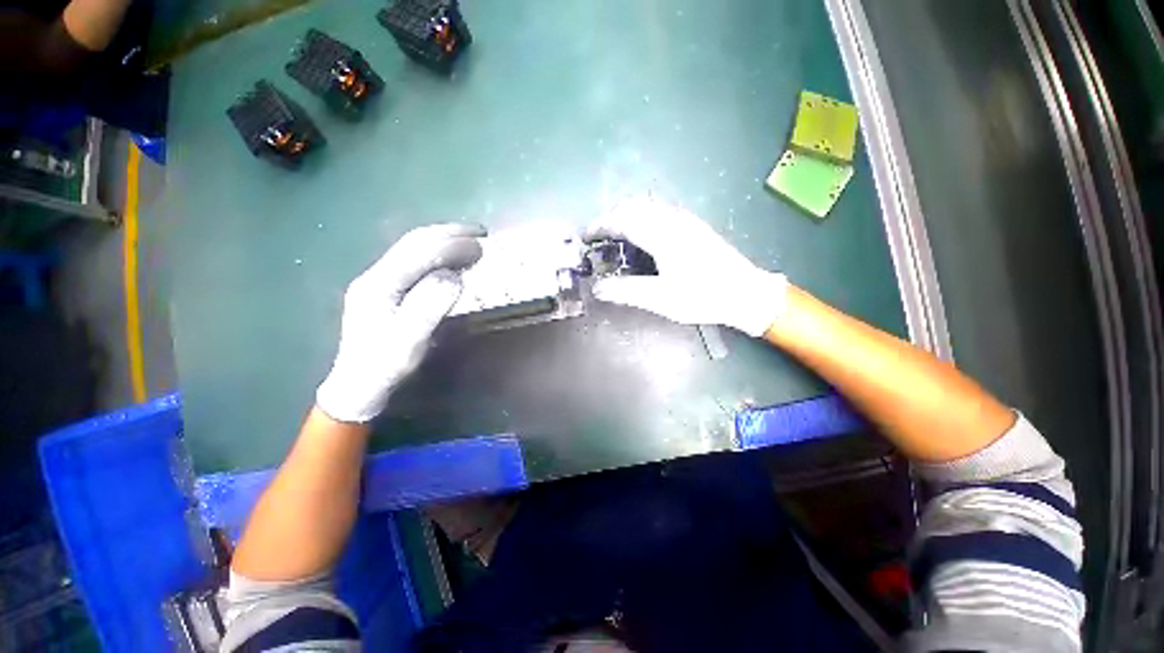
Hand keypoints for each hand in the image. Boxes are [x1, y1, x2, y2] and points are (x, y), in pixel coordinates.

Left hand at [316, 224, 485, 422]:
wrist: (358, 384)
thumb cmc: (386, 365)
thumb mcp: (409, 341)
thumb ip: (429, 306)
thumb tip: (454, 276)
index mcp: (378, 284)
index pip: (418, 253)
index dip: (451, 245)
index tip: (481, 245)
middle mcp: (375, 275)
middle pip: (413, 242)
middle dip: (448, 233)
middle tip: (480, 232)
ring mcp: (378, 280)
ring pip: (412, 248)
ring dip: (443, 239)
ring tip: (470, 239)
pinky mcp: (386, 288)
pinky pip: (414, 260)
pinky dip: (437, 253)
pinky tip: (451, 257)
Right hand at [583, 196, 786, 336]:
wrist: (745, 293)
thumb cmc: (702, 296)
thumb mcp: (661, 299)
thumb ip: (627, 291)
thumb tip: (597, 288)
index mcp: (663, 235)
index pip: (623, 220)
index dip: (601, 225)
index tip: (586, 236)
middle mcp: (673, 220)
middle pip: (634, 206)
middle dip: (612, 218)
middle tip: (599, 239)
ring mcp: (685, 221)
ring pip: (648, 206)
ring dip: (627, 216)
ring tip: (616, 237)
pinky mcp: (693, 226)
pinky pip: (660, 212)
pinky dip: (642, 218)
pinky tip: (642, 238)